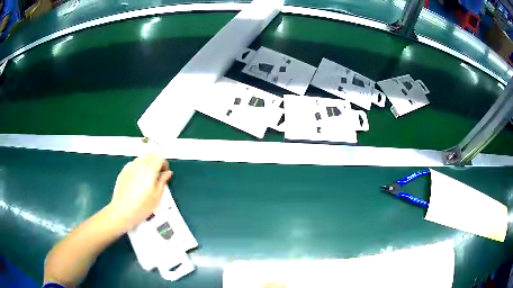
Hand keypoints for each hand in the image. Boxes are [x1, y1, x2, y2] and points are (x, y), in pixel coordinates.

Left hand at [108, 153, 172, 232]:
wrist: (122, 211)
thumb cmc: (142, 206)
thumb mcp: (157, 196)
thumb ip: (163, 181)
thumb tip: (167, 173)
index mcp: (150, 170)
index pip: (159, 158)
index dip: (164, 164)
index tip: (165, 173)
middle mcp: (139, 165)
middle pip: (150, 155)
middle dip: (156, 161)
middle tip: (158, 174)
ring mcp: (130, 167)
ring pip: (141, 158)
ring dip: (147, 164)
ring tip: (148, 178)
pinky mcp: (123, 171)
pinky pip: (133, 164)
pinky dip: (138, 167)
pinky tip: (138, 180)